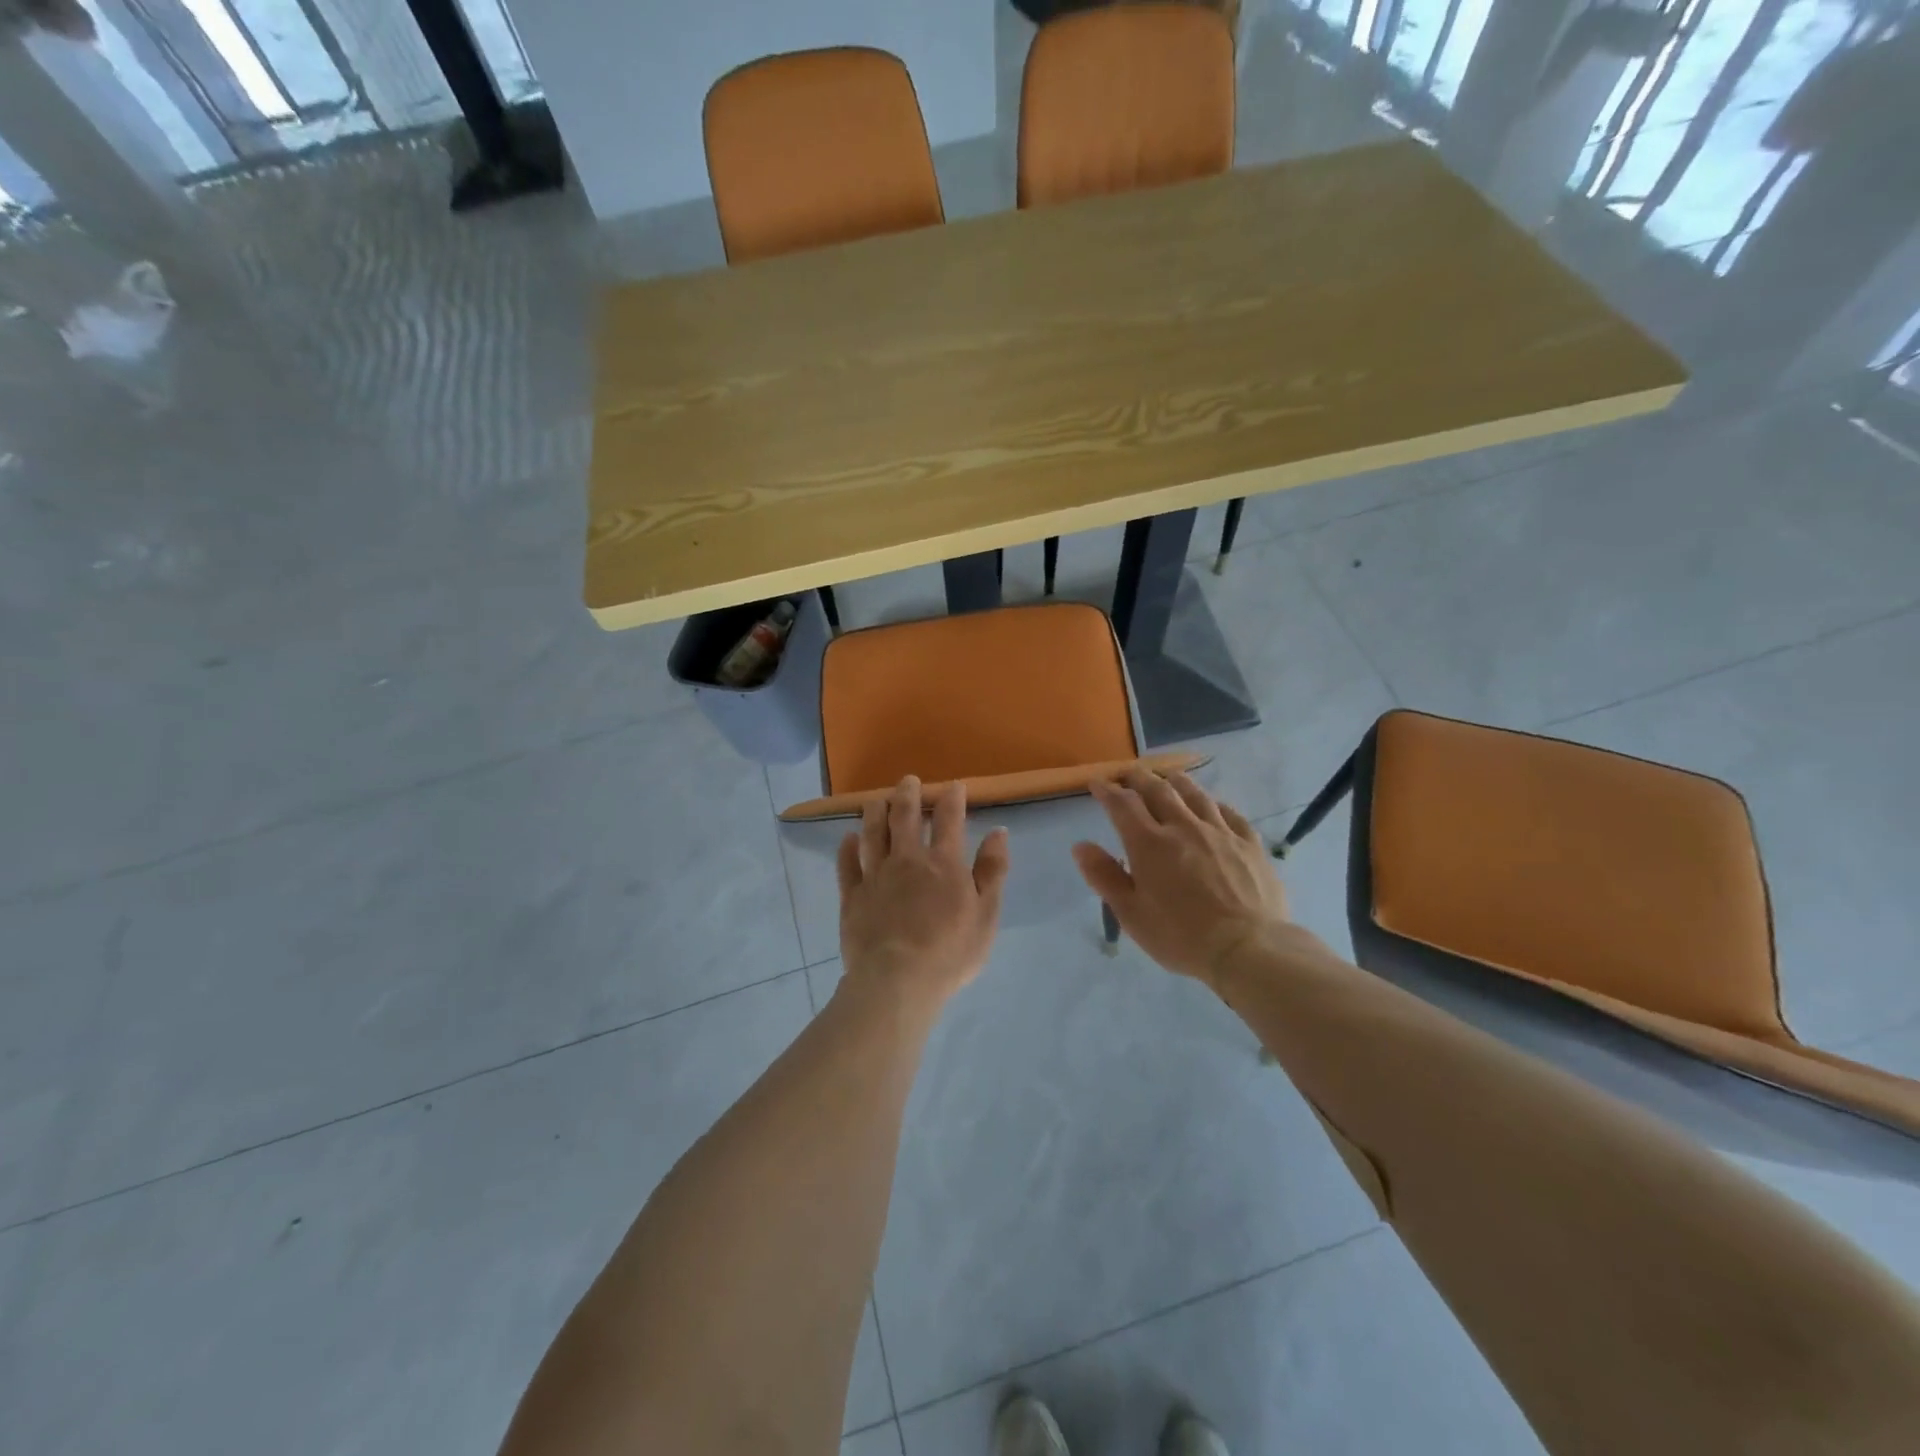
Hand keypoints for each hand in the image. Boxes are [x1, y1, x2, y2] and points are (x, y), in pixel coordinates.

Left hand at [838, 777, 1009, 1007]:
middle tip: (908, 780)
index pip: (949, 820)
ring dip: (875, 812)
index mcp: (943, 864)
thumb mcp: (986, 914)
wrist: (897, 981)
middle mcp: (907, 860)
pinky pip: (846, 865)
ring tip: (876, 799)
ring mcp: (875, 876)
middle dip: (908, 794)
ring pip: (873, 834)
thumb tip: (998, 832)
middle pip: (905, 817)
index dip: (952, 798)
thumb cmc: (950, 952)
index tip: (953, 785)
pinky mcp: (852, 896)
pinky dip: (847, 848)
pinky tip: (847, 837)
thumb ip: (992, 871)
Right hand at [1072, 769, 1290, 987]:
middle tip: (1128, 773)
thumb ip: (1104, 876)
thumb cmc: (1181, 936)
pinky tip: (1212, 804)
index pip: (1122, 804)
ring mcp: (1220, 832)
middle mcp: (1183, 827)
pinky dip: (1214, 802)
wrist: (1248, 948)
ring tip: (1167, 776)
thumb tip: (1080, 845)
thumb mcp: (1131, 914)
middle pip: (1157, 790)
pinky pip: (1229, 812)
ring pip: (1194, 794)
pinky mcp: (1249, 843)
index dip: (1106, 790)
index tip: (1096, 783)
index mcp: (1149, 843)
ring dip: (1175, 781)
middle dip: (1138, 777)